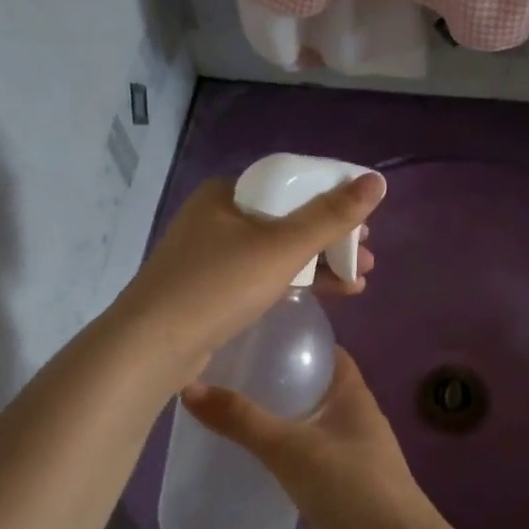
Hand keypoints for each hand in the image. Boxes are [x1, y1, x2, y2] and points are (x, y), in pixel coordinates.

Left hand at [117, 172, 383, 386]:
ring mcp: (212, 254)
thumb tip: (376, 182)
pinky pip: (263, 274)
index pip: (293, 183)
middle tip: (366, 258)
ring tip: (359, 281)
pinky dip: (295, 280)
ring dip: (320, 263)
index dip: (335, 199)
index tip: (366, 223)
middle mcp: (218, 216)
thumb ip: (330, 216)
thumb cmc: (218, 286)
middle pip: (288, 218)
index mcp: (228, 193)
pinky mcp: (211, 288)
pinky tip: (326, 293)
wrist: (152, 346)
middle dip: (333, 239)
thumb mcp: (282, 248)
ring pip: (278, 249)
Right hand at [181, 351, 453, 528]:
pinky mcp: (326, 490)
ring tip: (215, 409)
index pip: (324, 352)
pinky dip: (268, 458)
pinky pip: (292, 463)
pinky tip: (233, 458)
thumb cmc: (350, 486)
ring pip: (297, 427)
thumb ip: (242, 419)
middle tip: (218, 371)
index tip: (251, 331)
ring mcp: (339, 456)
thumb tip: (188, 388)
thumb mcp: (291, 446)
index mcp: (352, 396)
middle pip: (306, 388)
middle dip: (269, 380)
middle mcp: (348, 420)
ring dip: (266, 421)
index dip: (293, 340)